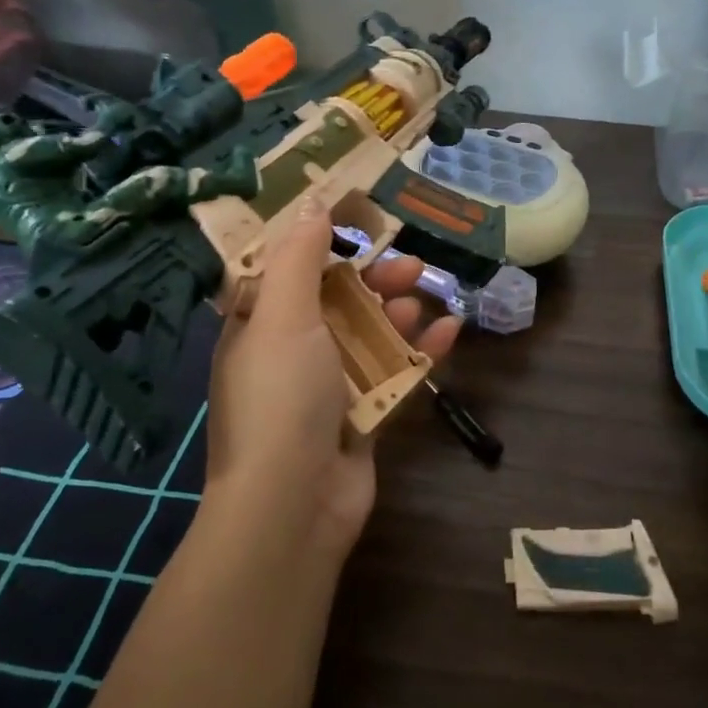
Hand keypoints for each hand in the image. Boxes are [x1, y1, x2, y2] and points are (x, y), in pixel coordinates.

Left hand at [206, 200, 460, 554]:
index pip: (286, 273)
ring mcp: (327, 388)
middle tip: (410, 265)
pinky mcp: (362, 416)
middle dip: (372, 279)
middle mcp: (288, 354)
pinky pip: (394, 374)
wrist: (294, 503)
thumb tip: (312, 204)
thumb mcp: (283, 316)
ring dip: (396, 313)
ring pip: (368, 336)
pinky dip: (420, 353)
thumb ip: (300, 257)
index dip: (320, 244)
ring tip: (423, 298)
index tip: (359, 220)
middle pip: (336, 302)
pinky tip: (451, 333)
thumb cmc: (281, 397)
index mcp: (257, 327)